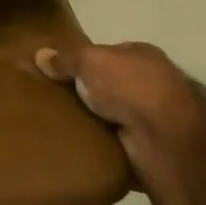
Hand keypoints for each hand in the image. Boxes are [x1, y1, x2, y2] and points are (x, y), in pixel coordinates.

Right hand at [36, 41, 204, 169]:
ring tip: (60, 127)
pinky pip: (118, 145)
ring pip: (115, 116)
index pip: (109, 54)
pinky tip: (80, 150)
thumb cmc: (130, 85)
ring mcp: (154, 118)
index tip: (60, 73)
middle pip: (111, 86)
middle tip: (56, 102)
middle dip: (89, 94)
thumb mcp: (90, 61)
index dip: (85, 62)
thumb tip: (39, 55)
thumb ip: (66, 59)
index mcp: (141, 55)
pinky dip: (103, 148)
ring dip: (96, 123)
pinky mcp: (150, 148)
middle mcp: (151, 84)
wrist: (166, 136)